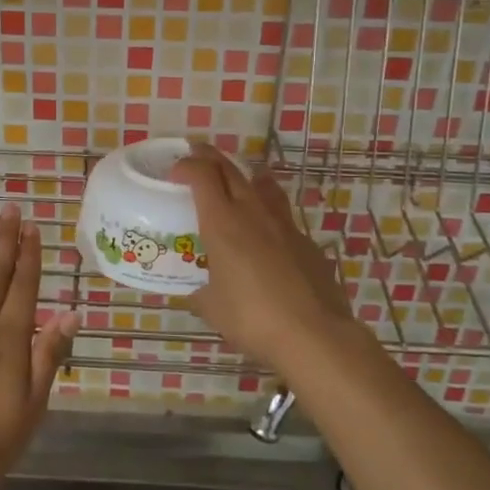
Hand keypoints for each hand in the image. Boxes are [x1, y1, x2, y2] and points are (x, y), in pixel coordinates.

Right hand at [171, 144, 353, 371]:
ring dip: (247, 175)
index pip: (202, 175)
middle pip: (230, 170)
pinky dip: (269, 215)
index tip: (175, 170)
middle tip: (198, 155)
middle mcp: (253, 213)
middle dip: (211, 158)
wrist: (314, 334)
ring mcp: (285, 225)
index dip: (187, 165)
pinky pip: (283, 217)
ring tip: (240, 178)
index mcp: (223, 223)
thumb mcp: (213, 309)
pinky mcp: (307, 242)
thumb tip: (195, 295)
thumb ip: (201, 295)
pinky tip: (267, 235)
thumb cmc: (253, 318)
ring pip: (264, 185)